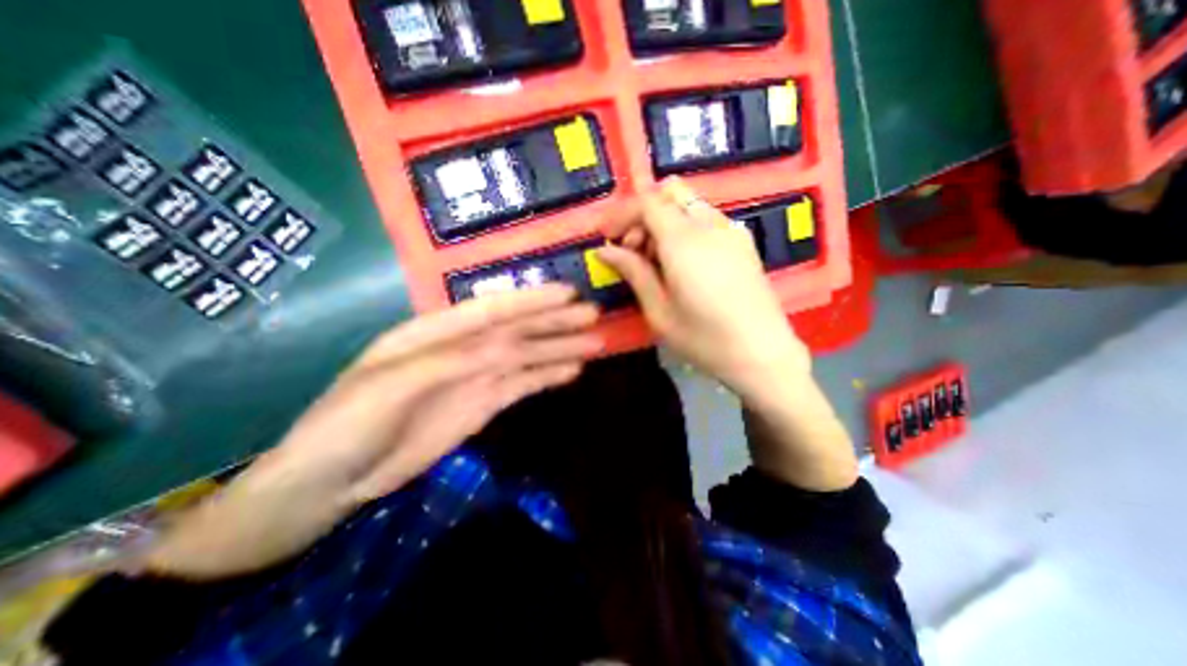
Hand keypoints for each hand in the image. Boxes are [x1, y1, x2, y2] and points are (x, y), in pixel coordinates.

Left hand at [142, 288, 597, 579]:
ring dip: (560, 349)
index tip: (568, 293)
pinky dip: (548, 377)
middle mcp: (463, 348)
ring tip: (595, 343)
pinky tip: (572, 371)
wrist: (334, 480)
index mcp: (436, 332)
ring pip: (527, 357)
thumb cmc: (348, 424)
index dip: (531, 300)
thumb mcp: (389, 386)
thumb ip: (446, 362)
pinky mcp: (484, 404)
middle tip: (594, 315)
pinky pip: (523, 385)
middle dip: (556, 321)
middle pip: (518, 330)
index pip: (492, 309)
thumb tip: (498, 349)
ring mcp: (477, 377)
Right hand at [600, 179, 810, 402]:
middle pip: (669, 195)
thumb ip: (633, 273)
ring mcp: (731, 231)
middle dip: (642, 216)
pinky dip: (684, 229)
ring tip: (655, 262)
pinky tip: (682, 263)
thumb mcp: (659, 311)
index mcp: (685, 241)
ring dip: (663, 222)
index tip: (608, 238)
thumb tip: (605, 251)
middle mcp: (710, 225)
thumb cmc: (704, 339)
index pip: (647, 202)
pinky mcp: (743, 242)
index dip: (622, 213)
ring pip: (688, 205)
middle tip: (631, 252)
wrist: (763, 354)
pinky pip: (706, 219)